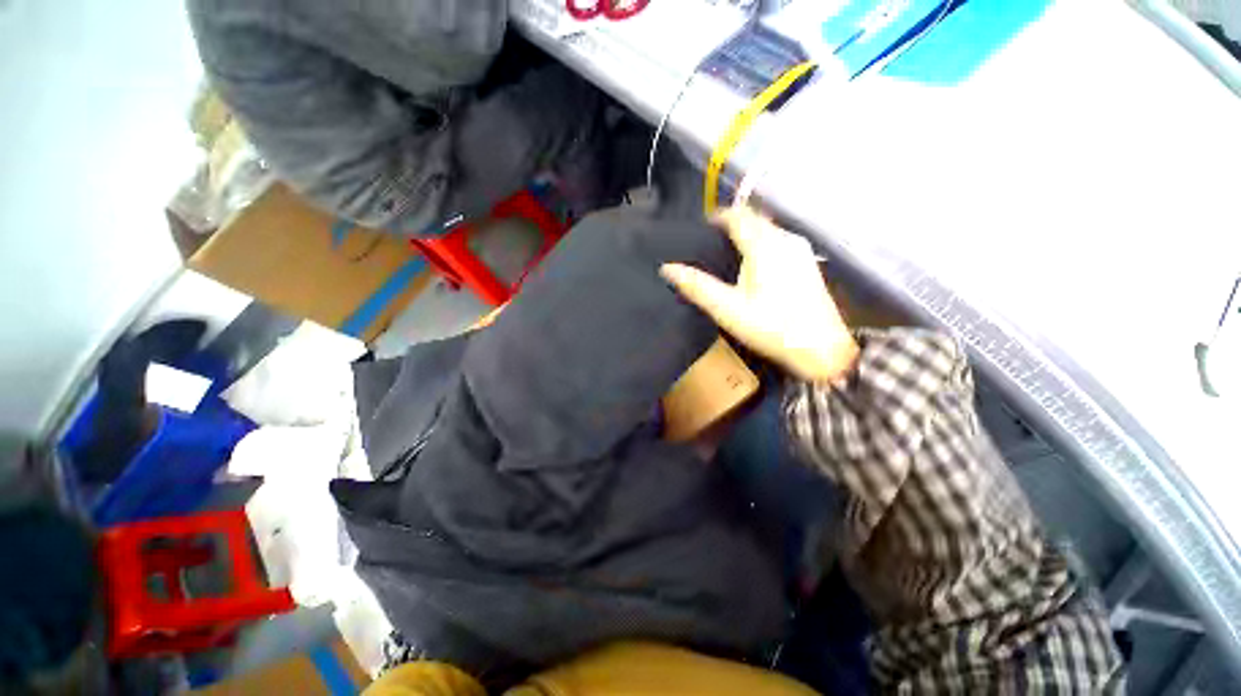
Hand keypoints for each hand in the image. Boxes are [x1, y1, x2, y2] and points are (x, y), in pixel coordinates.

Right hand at [661, 207, 859, 382]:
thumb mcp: (727, 309)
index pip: (737, 215)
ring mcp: (800, 249)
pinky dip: (761, 243)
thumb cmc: (771, 327)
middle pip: (754, 218)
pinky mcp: (807, 262)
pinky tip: (753, 266)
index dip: (716, 217)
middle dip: (731, 224)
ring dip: (747, 234)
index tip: (700, 230)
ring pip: (768, 229)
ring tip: (727, 254)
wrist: (821, 349)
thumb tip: (667, 268)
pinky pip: (779, 240)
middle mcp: (785, 239)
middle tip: (709, 243)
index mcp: (764, 245)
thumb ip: (697, 286)